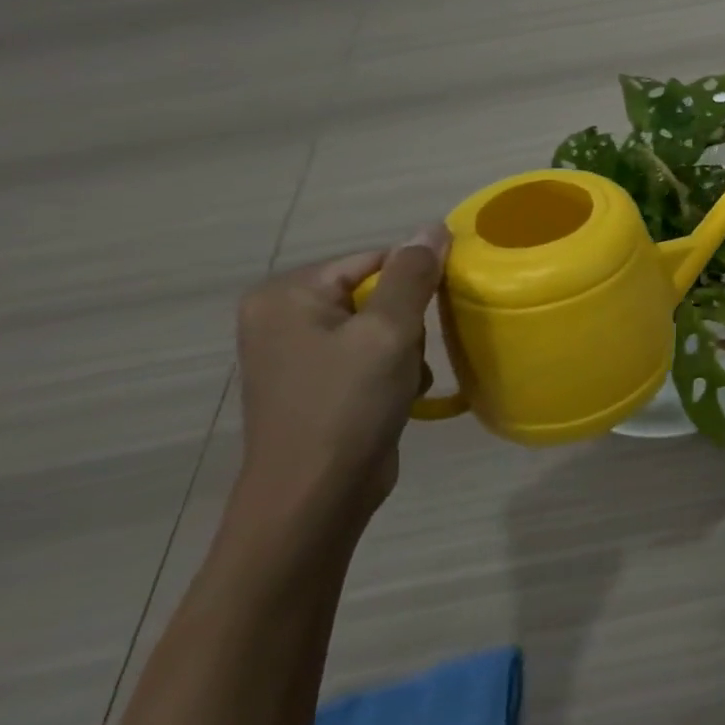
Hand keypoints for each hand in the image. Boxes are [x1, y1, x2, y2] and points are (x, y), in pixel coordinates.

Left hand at [232, 225, 449, 533]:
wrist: (316, 498)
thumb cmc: (347, 405)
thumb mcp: (388, 331)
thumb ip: (413, 274)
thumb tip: (433, 226)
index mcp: (287, 295)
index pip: (374, 259)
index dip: (415, 279)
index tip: (440, 308)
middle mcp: (283, 317)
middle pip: (376, 291)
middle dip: (408, 321)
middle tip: (411, 352)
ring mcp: (297, 353)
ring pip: (380, 325)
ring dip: (406, 349)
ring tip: (405, 379)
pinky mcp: (317, 384)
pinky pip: (369, 355)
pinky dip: (393, 370)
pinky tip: (399, 396)